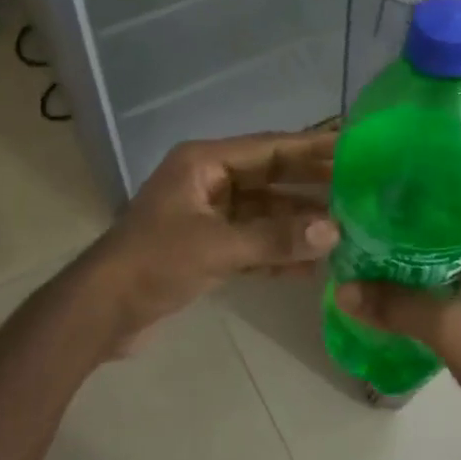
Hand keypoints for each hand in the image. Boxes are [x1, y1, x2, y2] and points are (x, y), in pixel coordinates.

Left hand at [90, 131, 338, 353]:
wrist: (100, 313)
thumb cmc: (153, 263)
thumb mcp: (216, 247)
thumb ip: (275, 238)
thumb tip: (334, 232)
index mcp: (204, 163)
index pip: (270, 147)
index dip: (312, 146)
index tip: (353, 146)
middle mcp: (209, 181)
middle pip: (271, 178)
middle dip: (311, 187)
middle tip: (360, 190)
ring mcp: (208, 216)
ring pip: (264, 213)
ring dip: (297, 225)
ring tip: (344, 233)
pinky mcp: (207, 248)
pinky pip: (253, 242)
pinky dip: (277, 253)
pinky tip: (311, 268)